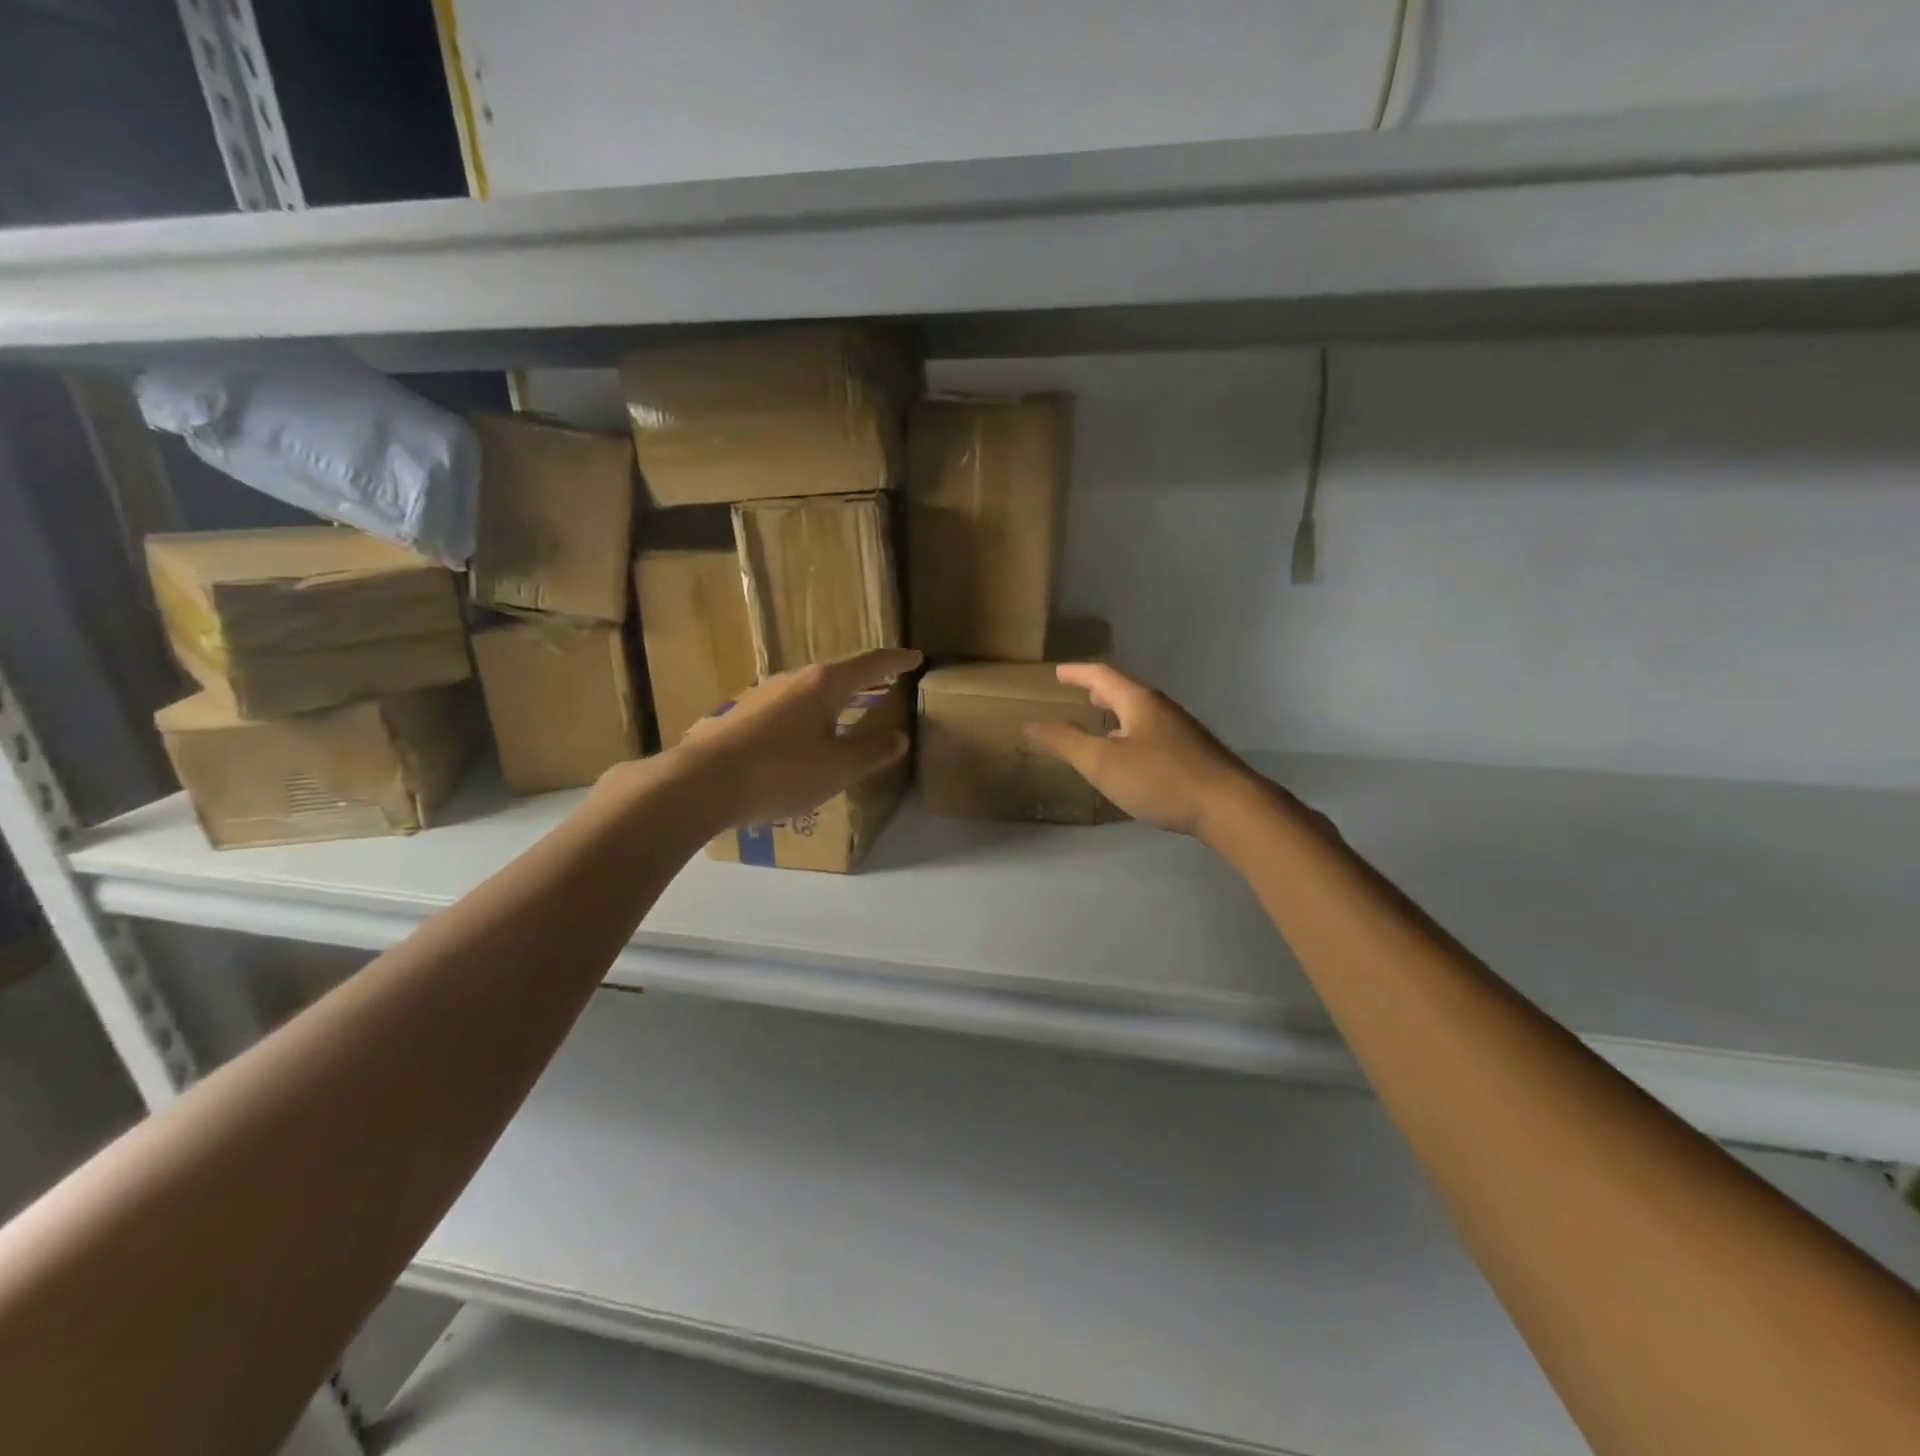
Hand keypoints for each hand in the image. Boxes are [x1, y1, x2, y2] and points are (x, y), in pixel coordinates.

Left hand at [669, 647, 920, 828]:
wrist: (700, 782)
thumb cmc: (780, 772)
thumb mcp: (838, 768)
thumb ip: (872, 751)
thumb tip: (898, 736)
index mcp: (824, 684)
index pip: (870, 664)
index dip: (896, 661)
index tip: (915, 657)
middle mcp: (794, 679)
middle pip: (838, 673)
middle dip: (864, 678)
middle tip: (885, 683)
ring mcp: (764, 694)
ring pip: (810, 690)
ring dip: (834, 698)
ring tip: (848, 712)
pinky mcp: (743, 714)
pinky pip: (789, 708)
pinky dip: (809, 715)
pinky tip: (805, 738)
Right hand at [1023, 664, 1262, 838]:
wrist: (1228, 807)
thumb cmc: (1160, 778)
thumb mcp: (1102, 762)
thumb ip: (1065, 742)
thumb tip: (1029, 724)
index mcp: (1138, 702)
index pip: (1103, 675)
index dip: (1078, 673)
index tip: (1058, 672)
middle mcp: (1161, 709)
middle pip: (1125, 692)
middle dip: (1100, 692)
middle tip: (1080, 694)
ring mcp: (1181, 731)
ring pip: (1140, 715)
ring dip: (1117, 715)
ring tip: (1100, 725)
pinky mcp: (1193, 755)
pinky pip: (1152, 735)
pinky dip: (1132, 736)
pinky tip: (1130, 760)